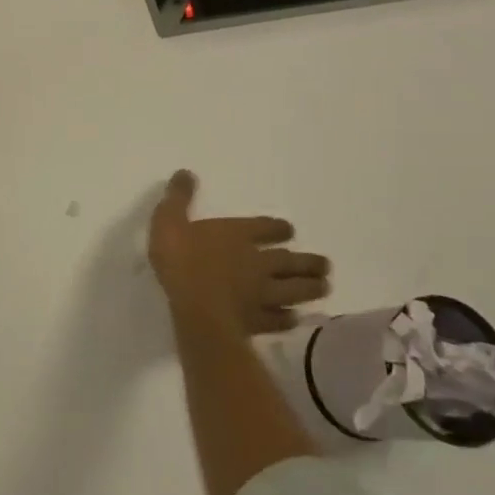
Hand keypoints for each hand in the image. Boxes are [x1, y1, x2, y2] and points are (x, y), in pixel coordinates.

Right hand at [148, 170, 329, 336]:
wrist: (196, 310)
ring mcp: (262, 294)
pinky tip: (294, 318)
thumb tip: (186, 172)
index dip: (279, 229)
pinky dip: (289, 318)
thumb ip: (178, 198)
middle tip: (326, 264)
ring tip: (324, 287)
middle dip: (308, 262)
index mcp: (238, 235)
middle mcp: (258, 262)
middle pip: (289, 261)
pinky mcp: (259, 321)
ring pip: (294, 290)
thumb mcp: (168, 221)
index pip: (267, 228)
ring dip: (310, 288)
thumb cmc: (181, 261)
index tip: (289, 231)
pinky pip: (280, 319)